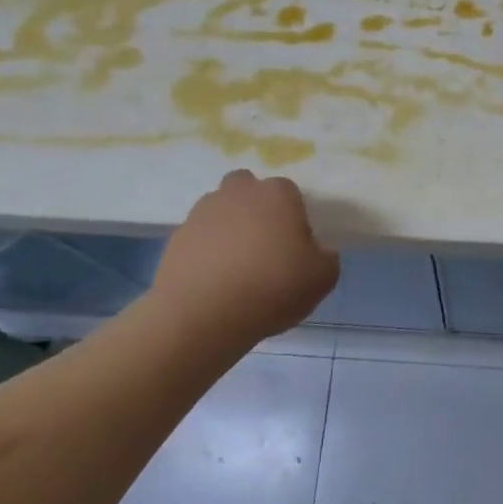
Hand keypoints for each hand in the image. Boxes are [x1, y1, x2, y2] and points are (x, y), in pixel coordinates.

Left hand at [146, 170, 339, 347]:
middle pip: (248, 188)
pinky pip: (198, 238)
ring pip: (220, 210)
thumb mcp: (322, 278)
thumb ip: (326, 257)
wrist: (202, 314)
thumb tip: (317, 251)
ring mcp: (202, 212)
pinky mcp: (176, 237)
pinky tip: (212, 282)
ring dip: (228, 228)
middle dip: (254, 208)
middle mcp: (238, 193)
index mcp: (277, 194)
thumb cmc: (272, 287)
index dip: (294, 220)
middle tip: (263, 246)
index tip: (294, 250)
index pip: (291, 194)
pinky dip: (205, 252)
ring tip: (234, 267)